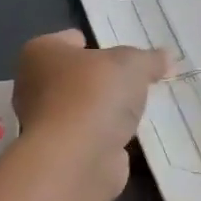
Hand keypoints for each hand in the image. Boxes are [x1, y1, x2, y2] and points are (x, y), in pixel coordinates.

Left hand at [12, 32, 170, 200]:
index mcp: (41, 53)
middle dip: (103, 80)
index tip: (123, 53)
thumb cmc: (94, 94)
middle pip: (76, 76)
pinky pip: (91, 136)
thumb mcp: (132, 64)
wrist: (76, 159)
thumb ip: (150, 59)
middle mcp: (34, 86)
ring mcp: (45, 124)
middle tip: (136, 79)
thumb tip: (166, 57)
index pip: (70, 40)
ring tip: (139, 107)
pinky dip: (107, 136)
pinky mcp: (61, 154)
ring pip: (83, 108)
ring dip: (106, 111)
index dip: (97, 43)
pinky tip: (130, 134)